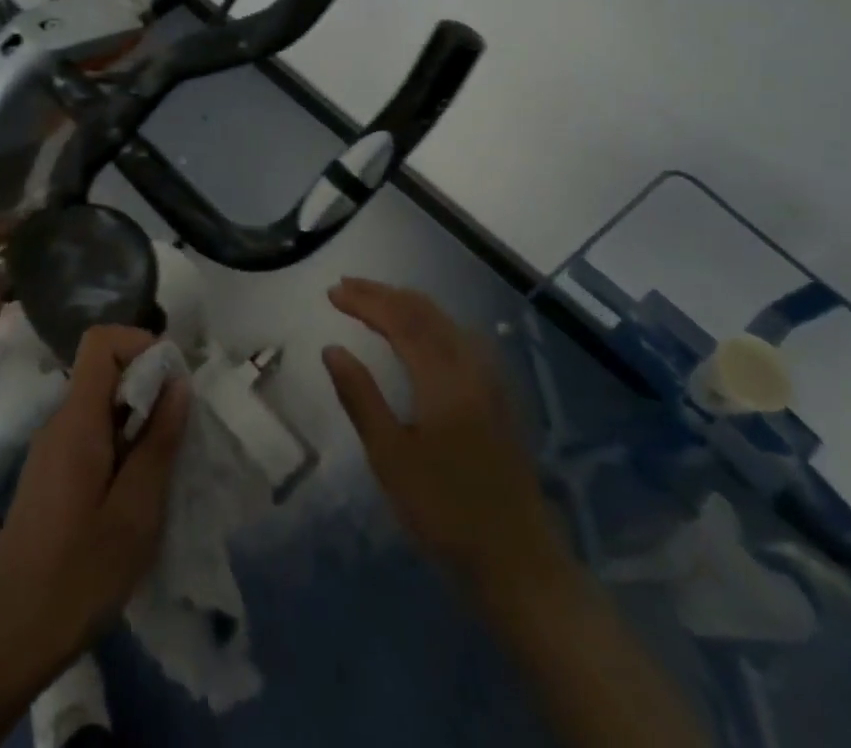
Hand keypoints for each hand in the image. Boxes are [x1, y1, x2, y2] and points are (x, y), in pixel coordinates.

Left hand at [0, 325, 188, 670]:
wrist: (5, 640)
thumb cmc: (76, 577)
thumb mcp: (135, 514)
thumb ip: (158, 443)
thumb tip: (177, 383)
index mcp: (76, 421)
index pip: (101, 342)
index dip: (140, 346)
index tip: (173, 385)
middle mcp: (59, 422)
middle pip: (104, 373)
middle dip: (147, 390)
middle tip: (178, 436)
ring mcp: (51, 450)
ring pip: (100, 407)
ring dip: (137, 423)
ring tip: (162, 471)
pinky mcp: (50, 476)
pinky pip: (91, 436)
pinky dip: (120, 448)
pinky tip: (135, 496)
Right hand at [323, 278, 560, 578]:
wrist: (518, 562)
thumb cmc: (445, 511)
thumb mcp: (390, 458)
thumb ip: (360, 396)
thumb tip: (332, 348)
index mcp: (443, 378)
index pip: (399, 320)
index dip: (364, 301)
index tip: (331, 292)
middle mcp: (470, 366)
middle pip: (424, 311)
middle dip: (383, 294)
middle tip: (346, 287)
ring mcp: (490, 379)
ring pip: (445, 321)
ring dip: (407, 304)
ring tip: (375, 301)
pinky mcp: (498, 395)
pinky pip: (459, 336)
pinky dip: (430, 321)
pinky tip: (420, 333)